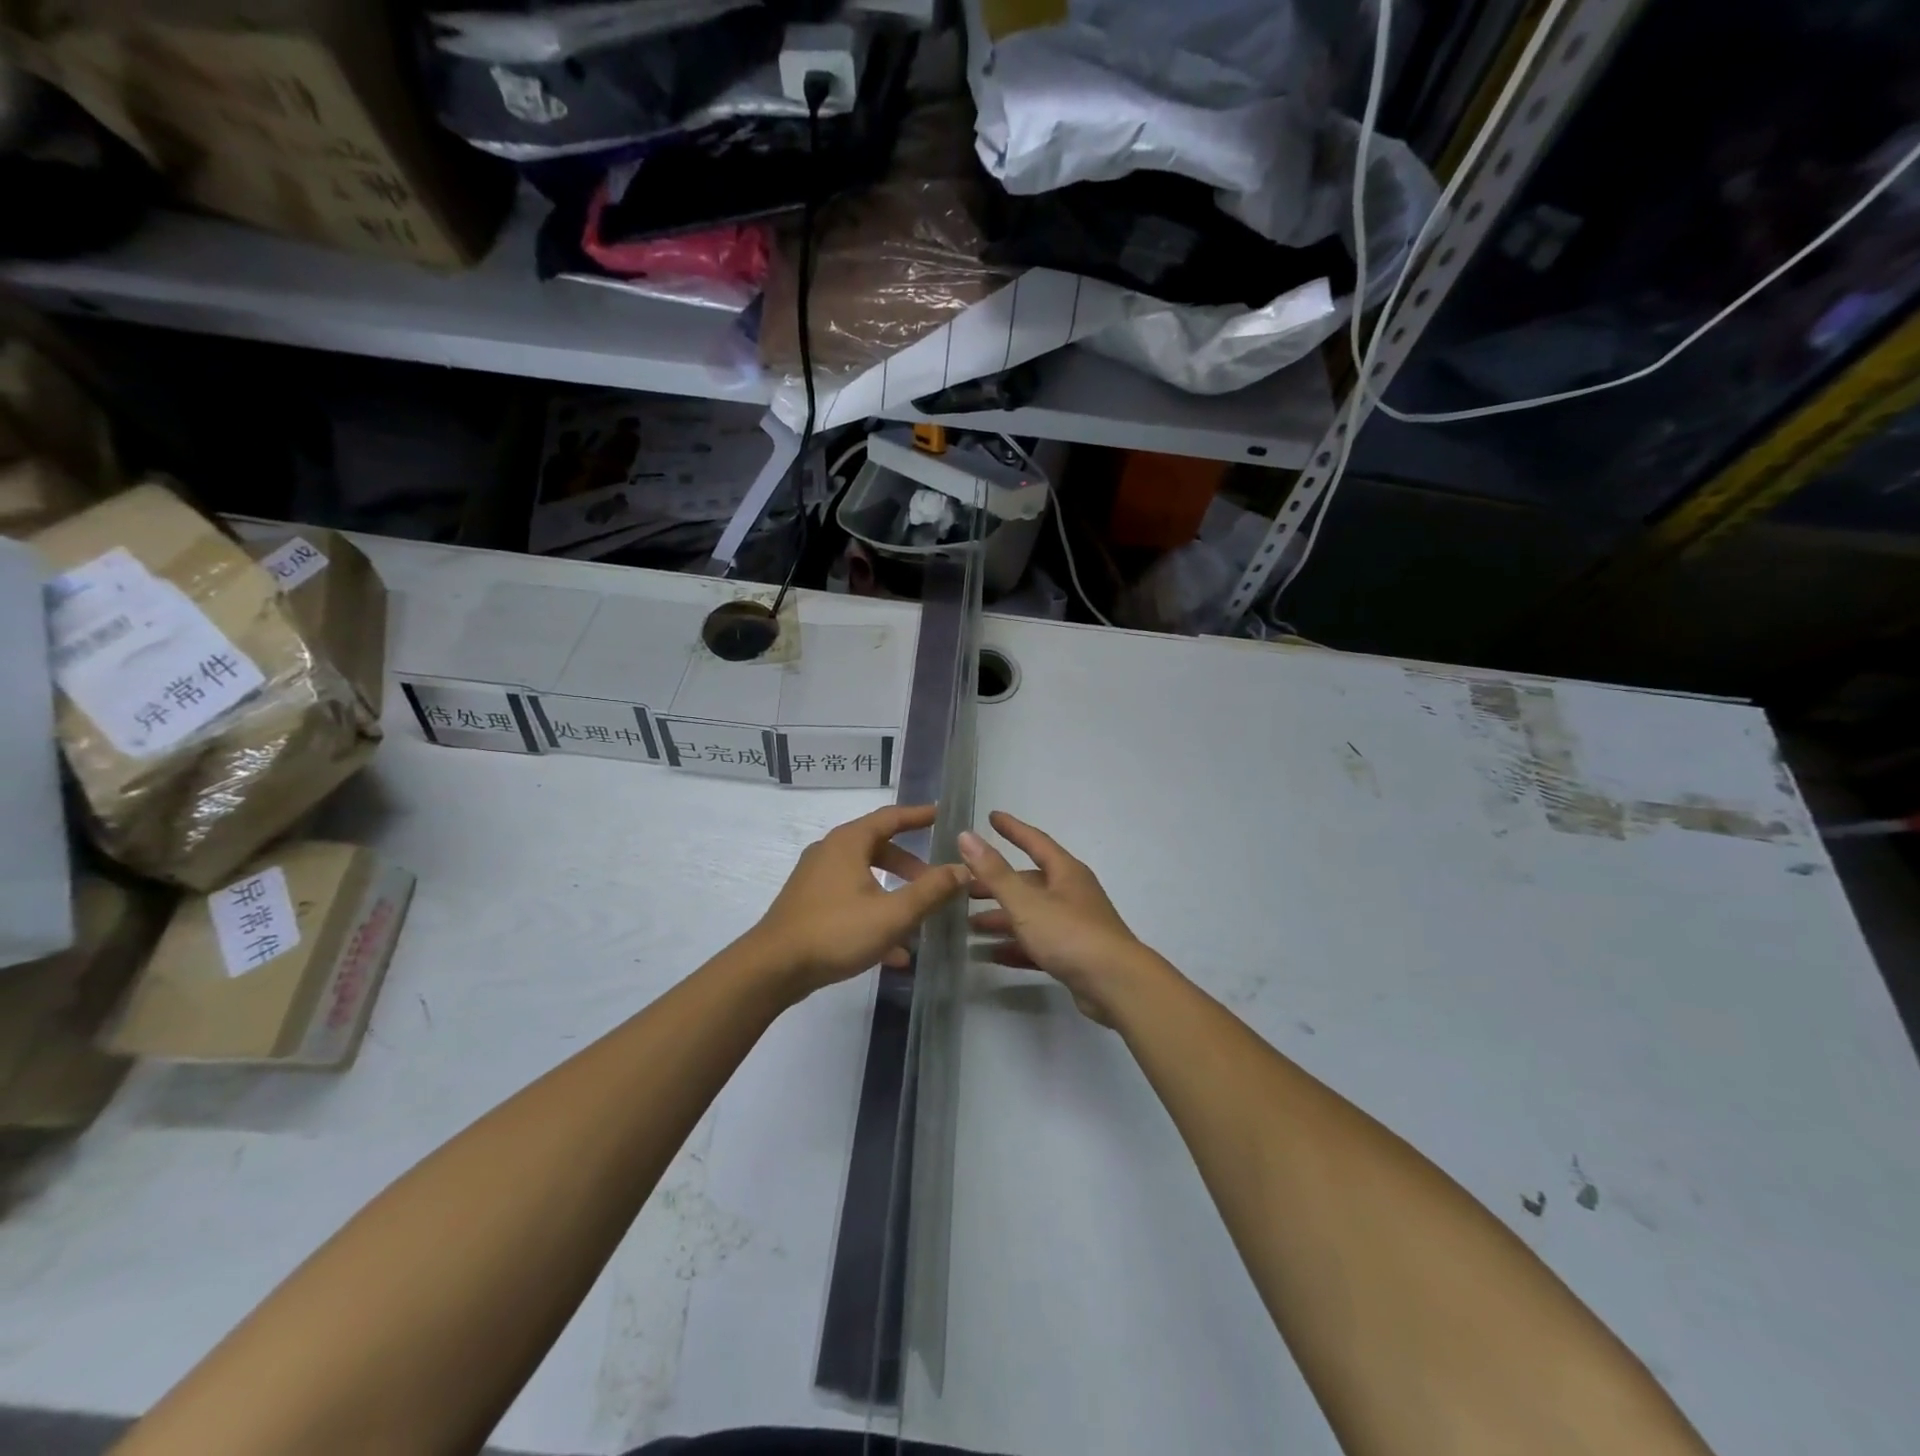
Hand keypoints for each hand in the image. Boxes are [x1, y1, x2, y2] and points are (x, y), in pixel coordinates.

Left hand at [747, 804, 969, 1003]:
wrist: (772, 968)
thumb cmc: (835, 932)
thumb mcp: (892, 914)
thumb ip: (931, 891)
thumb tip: (964, 869)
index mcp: (849, 843)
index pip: (891, 817)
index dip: (919, 815)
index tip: (942, 814)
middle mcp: (830, 852)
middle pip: (878, 848)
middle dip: (910, 865)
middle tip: (935, 880)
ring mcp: (816, 879)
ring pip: (865, 877)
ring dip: (893, 894)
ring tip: (918, 918)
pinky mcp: (809, 905)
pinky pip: (850, 901)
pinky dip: (873, 915)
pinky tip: (893, 952)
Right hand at [959, 811, 1150, 1023]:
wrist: (1115, 985)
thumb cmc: (1070, 934)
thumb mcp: (1026, 902)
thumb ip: (994, 872)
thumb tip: (966, 836)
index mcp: (1065, 872)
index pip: (1035, 842)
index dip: (1012, 829)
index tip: (991, 817)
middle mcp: (1071, 893)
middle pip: (1028, 882)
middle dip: (996, 884)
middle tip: (964, 889)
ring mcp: (1074, 925)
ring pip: (1030, 915)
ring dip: (1002, 918)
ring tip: (969, 926)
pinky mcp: (1073, 954)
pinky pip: (1037, 943)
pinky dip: (1015, 945)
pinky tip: (990, 954)